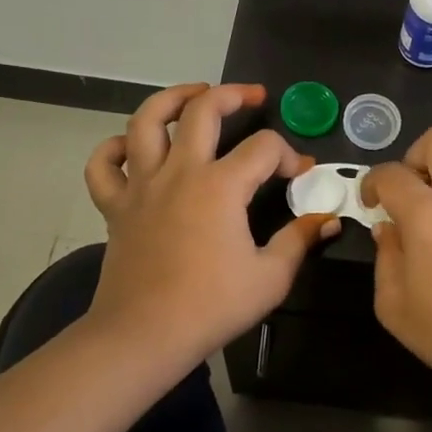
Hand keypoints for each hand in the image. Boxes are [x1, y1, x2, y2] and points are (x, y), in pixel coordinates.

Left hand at [83, 84, 337, 367]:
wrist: (144, 336)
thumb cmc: (211, 306)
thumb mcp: (271, 277)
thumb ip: (299, 240)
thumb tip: (327, 219)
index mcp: (221, 186)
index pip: (264, 148)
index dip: (289, 154)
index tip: (300, 174)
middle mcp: (180, 172)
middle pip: (203, 110)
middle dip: (233, 95)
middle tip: (252, 96)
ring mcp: (142, 185)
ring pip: (146, 121)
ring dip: (172, 99)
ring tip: (193, 95)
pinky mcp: (115, 205)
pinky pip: (104, 164)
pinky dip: (113, 148)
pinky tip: (132, 147)